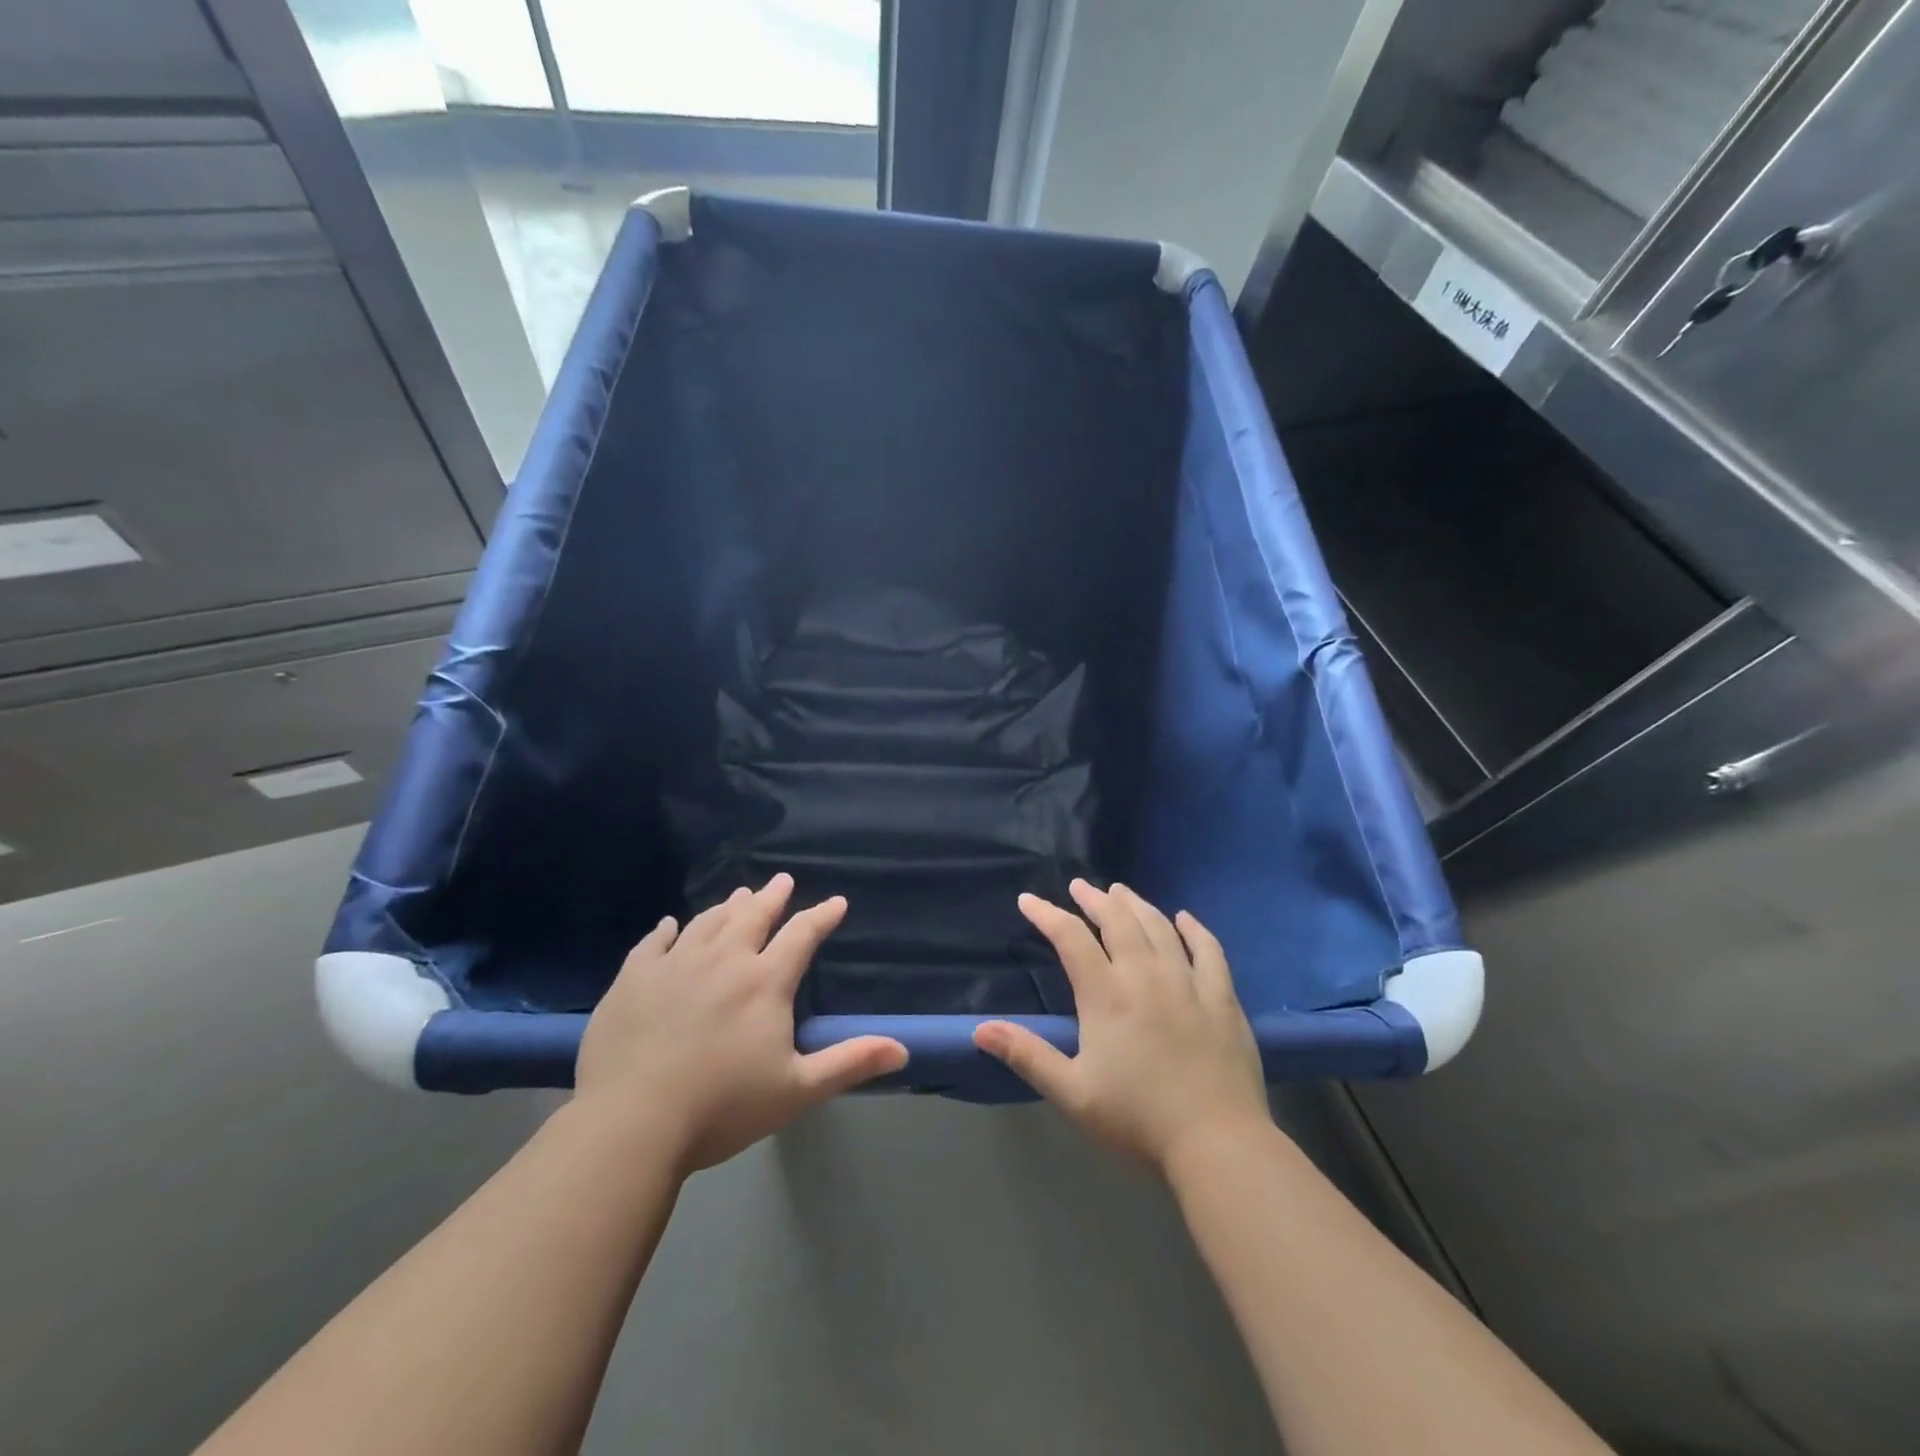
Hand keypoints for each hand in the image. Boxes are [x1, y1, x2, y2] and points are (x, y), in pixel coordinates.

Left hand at [575, 875, 906, 1172]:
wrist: (631, 1124)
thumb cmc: (722, 1108)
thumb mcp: (796, 1090)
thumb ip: (849, 1063)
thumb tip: (902, 1049)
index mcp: (764, 982)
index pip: (801, 935)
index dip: (822, 916)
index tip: (837, 902)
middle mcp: (723, 960)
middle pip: (752, 915)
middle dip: (772, 896)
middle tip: (783, 880)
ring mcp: (674, 965)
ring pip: (707, 922)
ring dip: (727, 906)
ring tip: (738, 893)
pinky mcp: (633, 979)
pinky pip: (653, 943)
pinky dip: (666, 930)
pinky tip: (670, 924)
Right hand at [973, 881, 1269, 1175]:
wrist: (1218, 1144)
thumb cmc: (1137, 1121)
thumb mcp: (1072, 1093)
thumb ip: (1027, 1055)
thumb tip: (980, 1029)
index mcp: (1106, 995)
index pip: (1071, 938)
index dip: (1047, 915)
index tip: (1028, 900)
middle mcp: (1146, 975)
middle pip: (1118, 921)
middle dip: (1094, 899)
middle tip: (1080, 886)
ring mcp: (1189, 983)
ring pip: (1159, 928)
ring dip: (1137, 905)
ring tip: (1121, 891)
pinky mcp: (1223, 998)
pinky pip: (1209, 950)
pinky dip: (1195, 929)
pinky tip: (1185, 919)